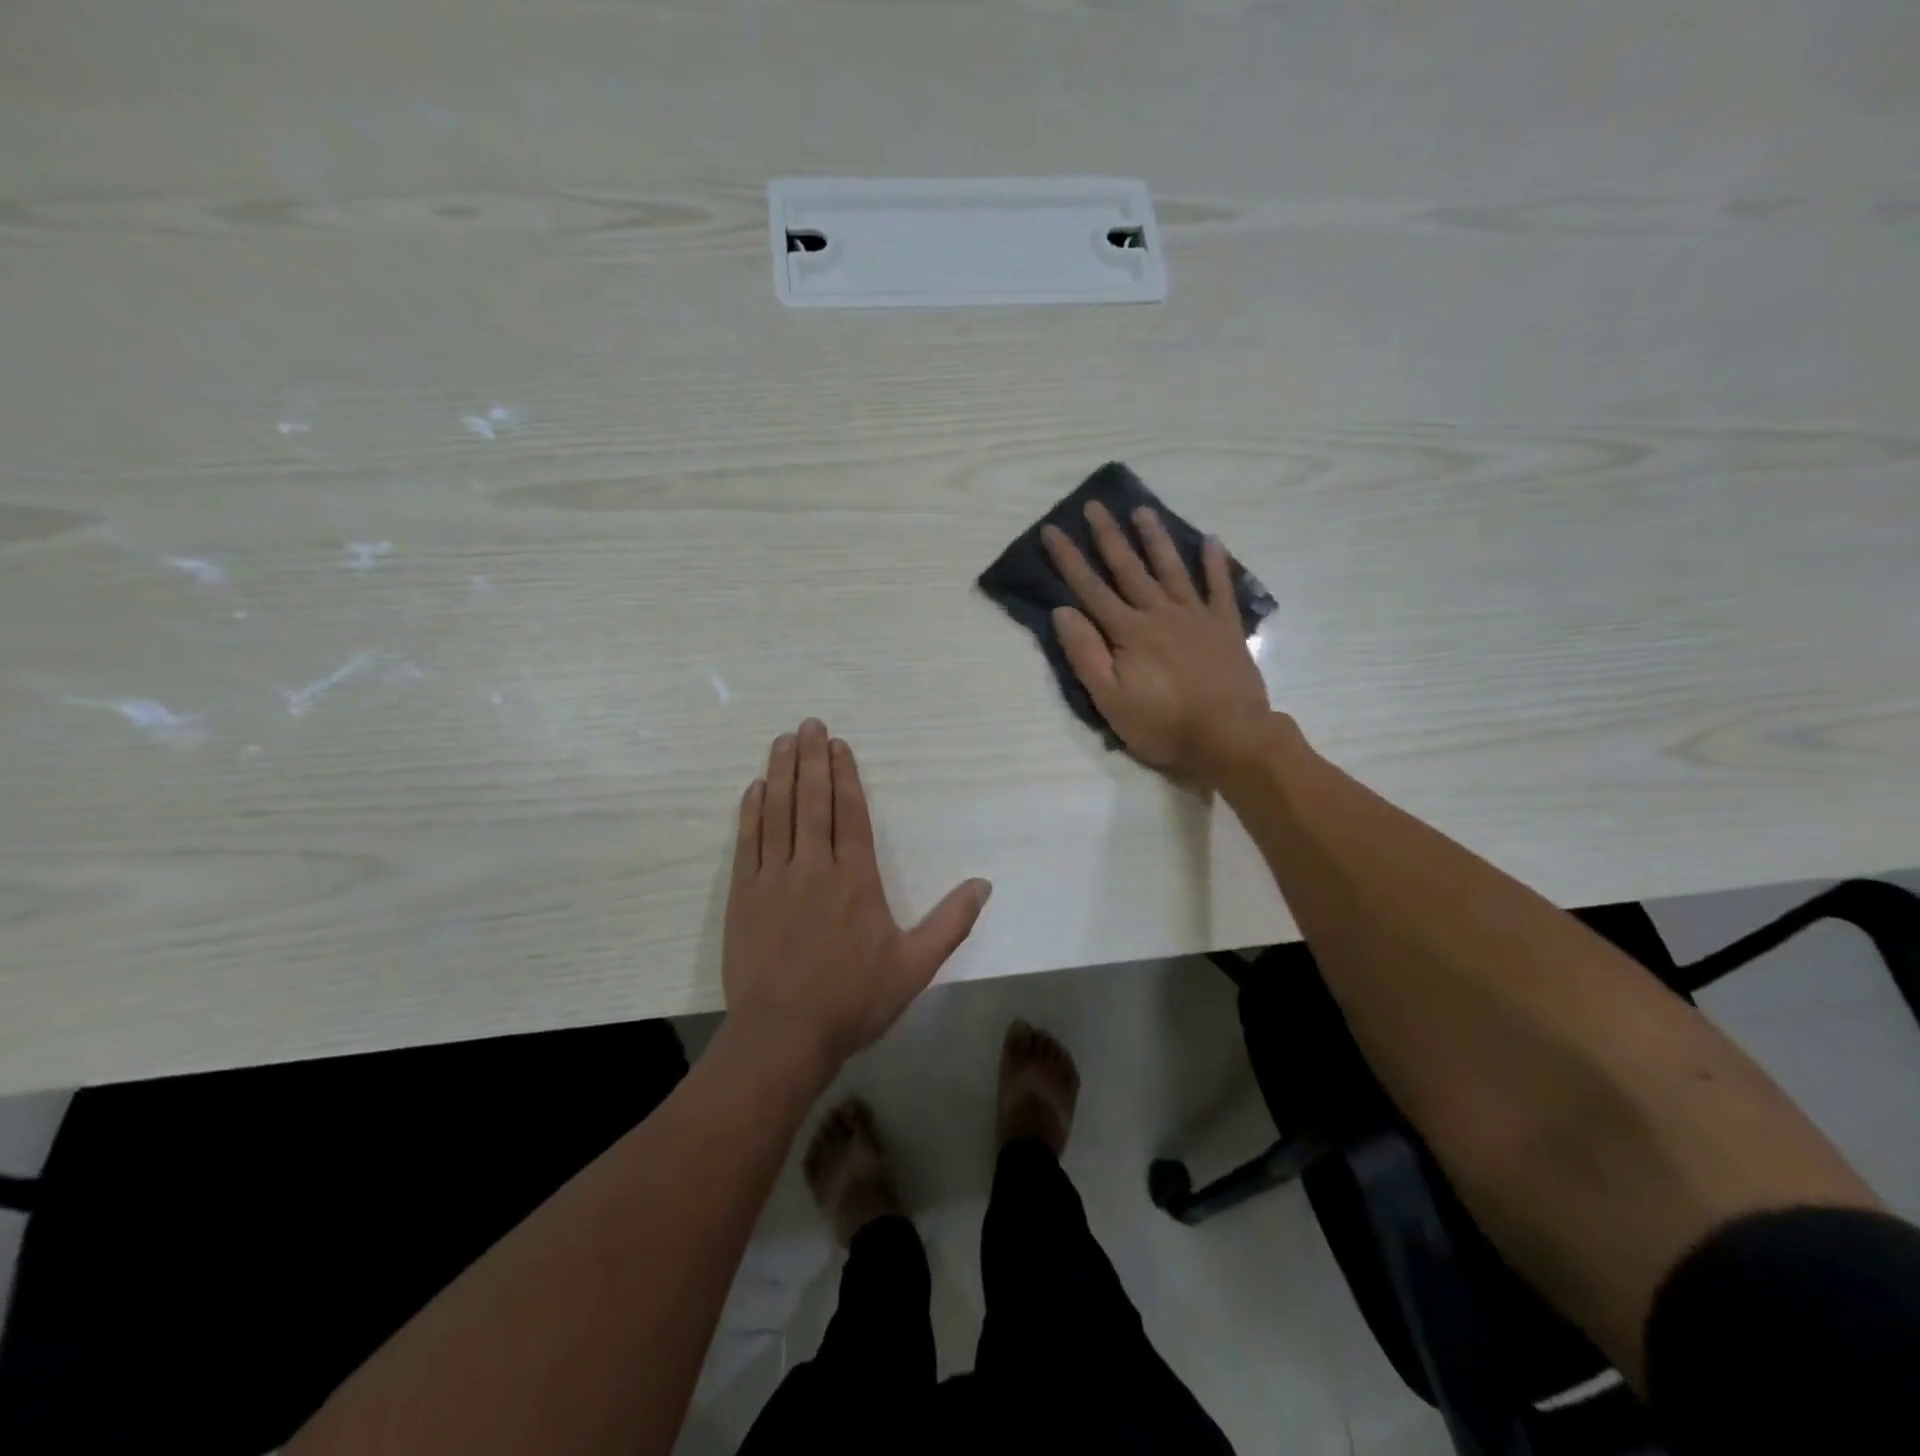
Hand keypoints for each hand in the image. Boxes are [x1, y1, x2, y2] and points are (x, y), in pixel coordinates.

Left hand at [722, 720, 992, 1071]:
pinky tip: (755, 789)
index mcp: (855, 879)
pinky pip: (748, 843)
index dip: (845, 775)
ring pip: (778, 813)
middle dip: (812, 759)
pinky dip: (751, 812)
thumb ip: (950, 922)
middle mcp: (814, 867)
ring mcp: (774, 879)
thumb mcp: (915, 966)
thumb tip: (983, 884)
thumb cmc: (853, 999)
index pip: (850, 813)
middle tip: (809, 724)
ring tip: (783, 741)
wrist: (784, 1035)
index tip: (839, 745)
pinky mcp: (744, 896)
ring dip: (782, 773)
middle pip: (813, 801)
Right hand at [1043, 501, 1272, 786]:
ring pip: (1171, 568)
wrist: (1230, 737)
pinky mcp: (1225, 626)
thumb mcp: (1110, 700)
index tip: (1052, 529)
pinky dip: (1215, 563)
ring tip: (1143, 510)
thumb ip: (1086, 654)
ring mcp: (1195, 616)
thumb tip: (1063, 611)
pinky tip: (1211, 541)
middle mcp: (1159, 613)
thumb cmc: (1163, 725)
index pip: (1090, 589)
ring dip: (1155, 538)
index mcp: (1128, 632)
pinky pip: (1220, 587)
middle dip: (1108, 536)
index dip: (1069, 559)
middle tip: (1095, 505)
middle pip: (1128, 568)